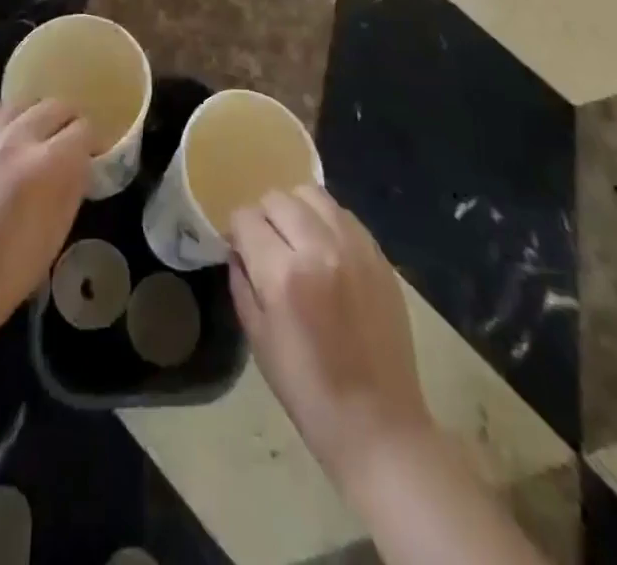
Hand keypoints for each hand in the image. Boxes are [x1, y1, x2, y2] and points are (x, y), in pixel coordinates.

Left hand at [0, 100, 92, 353]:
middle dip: (68, 123)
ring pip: (21, 104)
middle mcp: (17, 138)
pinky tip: (0, 135)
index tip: (91, 157)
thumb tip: (80, 164)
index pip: (84, 130)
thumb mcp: (55, 235)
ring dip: (34, 117)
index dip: (92, 143)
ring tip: (33, 139)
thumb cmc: (4, 275)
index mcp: (48, 164)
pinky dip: (0, 117)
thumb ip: (71, 189)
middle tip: (67, 145)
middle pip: (55, 106)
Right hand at [230, 186, 436, 490]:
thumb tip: (237, 248)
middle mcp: (319, 247)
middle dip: (263, 216)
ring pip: (312, 194)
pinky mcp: (379, 254)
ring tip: (297, 239)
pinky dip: (326, 220)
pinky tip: (326, 249)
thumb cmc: (308, 390)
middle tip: (266, 244)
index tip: (239, 247)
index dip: (237, 230)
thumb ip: (242, 282)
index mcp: (284, 274)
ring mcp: (354, 247)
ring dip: (296, 209)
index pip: (246, 217)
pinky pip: (343, 214)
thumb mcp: (258, 339)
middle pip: (277, 198)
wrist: (378, 422)